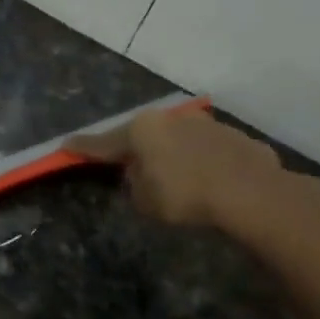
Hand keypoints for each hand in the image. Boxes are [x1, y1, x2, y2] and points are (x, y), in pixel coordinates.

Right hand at [67, 108, 319, 235]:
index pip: (103, 141)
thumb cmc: (185, 196)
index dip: (83, 146)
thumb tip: (141, 173)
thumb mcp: (144, 199)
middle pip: (144, 135)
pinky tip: (207, 181)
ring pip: (179, 139)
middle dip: (134, 148)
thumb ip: (135, 182)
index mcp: (143, 129)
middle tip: (126, 164)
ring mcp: (209, 125)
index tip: (66, 145)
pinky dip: (201, 162)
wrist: (253, 195)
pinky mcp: (238, 139)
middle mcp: (173, 119)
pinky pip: (208, 151)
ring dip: (171, 154)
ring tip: (172, 176)